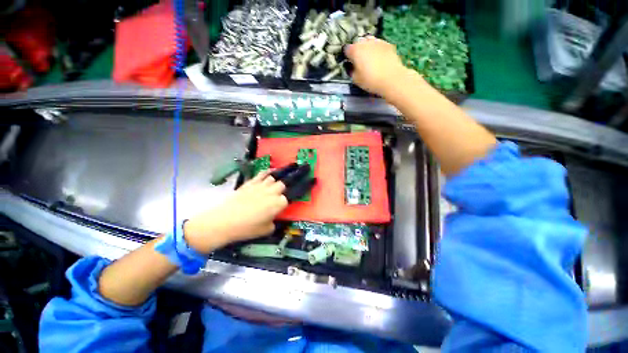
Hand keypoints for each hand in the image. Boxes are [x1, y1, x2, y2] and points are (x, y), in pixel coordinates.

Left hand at [183, 170, 287, 252]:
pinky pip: (262, 173)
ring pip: (273, 178)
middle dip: (281, 190)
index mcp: (278, 203)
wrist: (225, 220)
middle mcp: (272, 192)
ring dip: (274, 183)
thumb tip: (273, 217)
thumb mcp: (266, 230)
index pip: (286, 200)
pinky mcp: (251, 182)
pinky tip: (270, 172)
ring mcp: (261, 185)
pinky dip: (267, 172)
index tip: (278, 209)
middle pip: (282, 186)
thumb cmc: (247, 228)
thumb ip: (274, 222)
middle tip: (276, 197)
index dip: (282, 204)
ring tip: (272, 186)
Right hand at [345, 37, 415, 96]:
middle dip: (357, 51)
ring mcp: (378, 41)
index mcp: (355, 50)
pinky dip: (377, 51)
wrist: (392, 78)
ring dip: (367, 50)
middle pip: (358, 44)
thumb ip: (351, 70)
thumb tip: (351, 66)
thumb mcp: (355, 79)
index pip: (346, 49)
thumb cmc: (370, 80)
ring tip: (369, 61)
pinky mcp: (388, 44)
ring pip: (369, 43)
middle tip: (359, 63)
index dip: (347, 56)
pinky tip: (379, 61)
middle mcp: (365, 42)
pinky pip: (378, 46)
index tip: (349, 63)